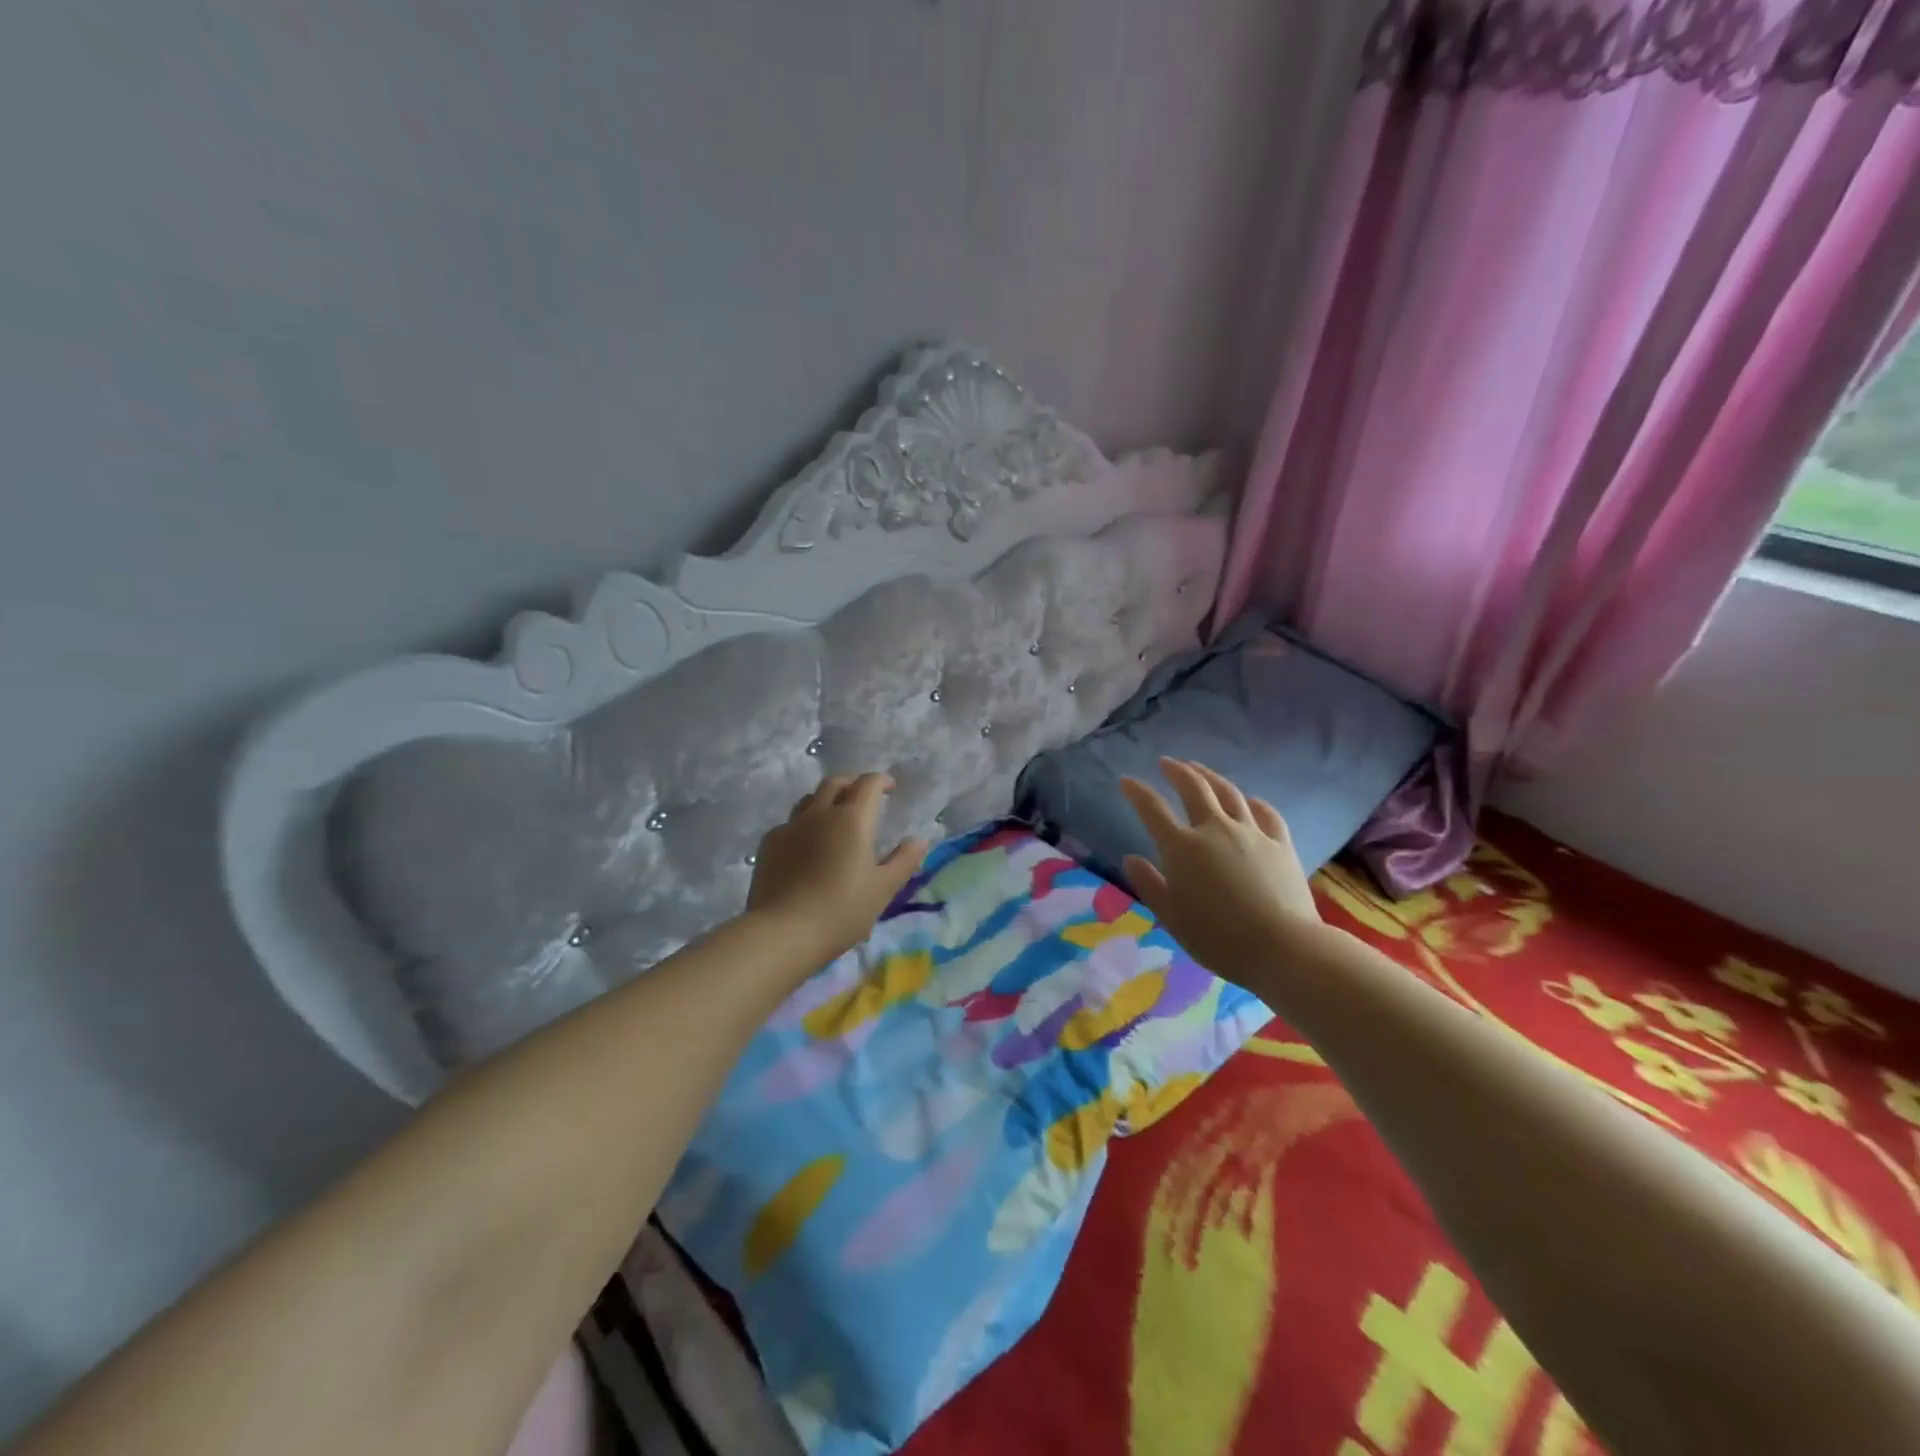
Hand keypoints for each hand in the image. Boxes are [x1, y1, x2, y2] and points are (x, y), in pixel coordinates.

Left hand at [747, 773, 927, 966]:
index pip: (868, 784)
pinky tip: (806, 846)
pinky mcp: (769, 844)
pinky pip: (790, 823)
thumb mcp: (883, 889)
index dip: (882, 780)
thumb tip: (919, 840)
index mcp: (852, 819)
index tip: (890, 788)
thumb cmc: (841, 910)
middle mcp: (820, 813)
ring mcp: (790, 826)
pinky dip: (804, 825)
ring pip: (809, 799)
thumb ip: (904, 861)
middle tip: (863, 799)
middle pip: (835, 783)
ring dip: (826, 800)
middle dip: (852, 785)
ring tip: (833, 819)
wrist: (782, 931)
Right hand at [1120, 758, 1332, 982]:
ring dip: (1211, 776)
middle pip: (1194, 789)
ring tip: (1200, 769)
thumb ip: (1149, 884)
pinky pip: (1266, 813)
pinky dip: (1253, 802)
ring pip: (1229, 793)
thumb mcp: (1171, 916)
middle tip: (1166, 762)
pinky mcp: (1280, 844)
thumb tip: (1130, 858)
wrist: (1283, 947)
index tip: (1127, 780)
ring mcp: (1251, 833)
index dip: (1137, 792)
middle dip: (1177, 771)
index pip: (1152, 809)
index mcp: (1182, 847)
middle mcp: (1215, 829)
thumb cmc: (1217, 938)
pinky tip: (1250, 800)